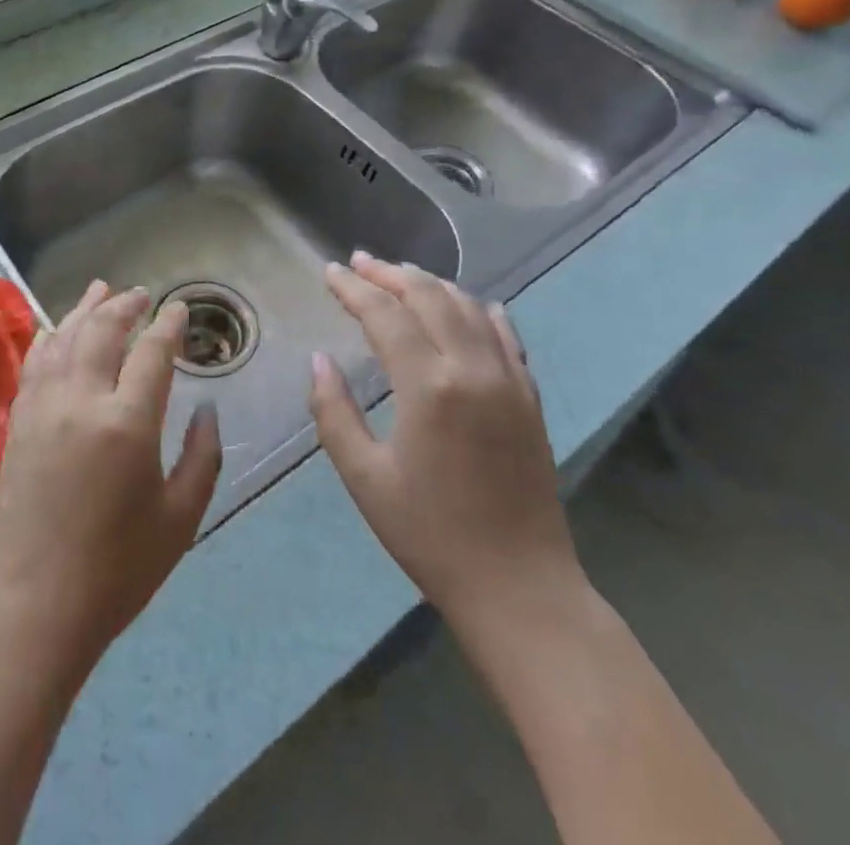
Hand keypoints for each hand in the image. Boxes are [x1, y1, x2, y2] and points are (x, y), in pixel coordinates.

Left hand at [0, 282, 221, 678]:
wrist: (35, 606)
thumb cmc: (118, 570)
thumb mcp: (181, 519)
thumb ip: (203, 456)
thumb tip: (208, 409)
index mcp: (128, 423)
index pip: (153, 352)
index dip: (169, 325)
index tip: (179, 308)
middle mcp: (82, 400)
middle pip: (104, 330)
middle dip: (126, 306)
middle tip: (142, 295)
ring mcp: (44, 406)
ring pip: (65, 336)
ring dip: (86, 308)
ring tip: (102, 289)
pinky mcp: (19, 420)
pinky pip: (36, 361)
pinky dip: (52, 336)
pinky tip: (59, 329)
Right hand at [308, 253, 583, 642]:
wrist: (519, 587)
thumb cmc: (430, 534)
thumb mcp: (363, 477)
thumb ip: (333, 411)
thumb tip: (319, 359)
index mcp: (428, 386)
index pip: (384, 314)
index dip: (353, 288)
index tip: (329, 271)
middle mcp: (472, 369)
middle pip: (429, 296)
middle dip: (389, 273)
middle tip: (358, 262)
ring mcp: (509, 380)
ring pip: (468, 307)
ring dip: (431, 284)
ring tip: (400, 274)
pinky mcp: (530, 398)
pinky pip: (506, 336)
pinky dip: (481, 311)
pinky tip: (470, 305)